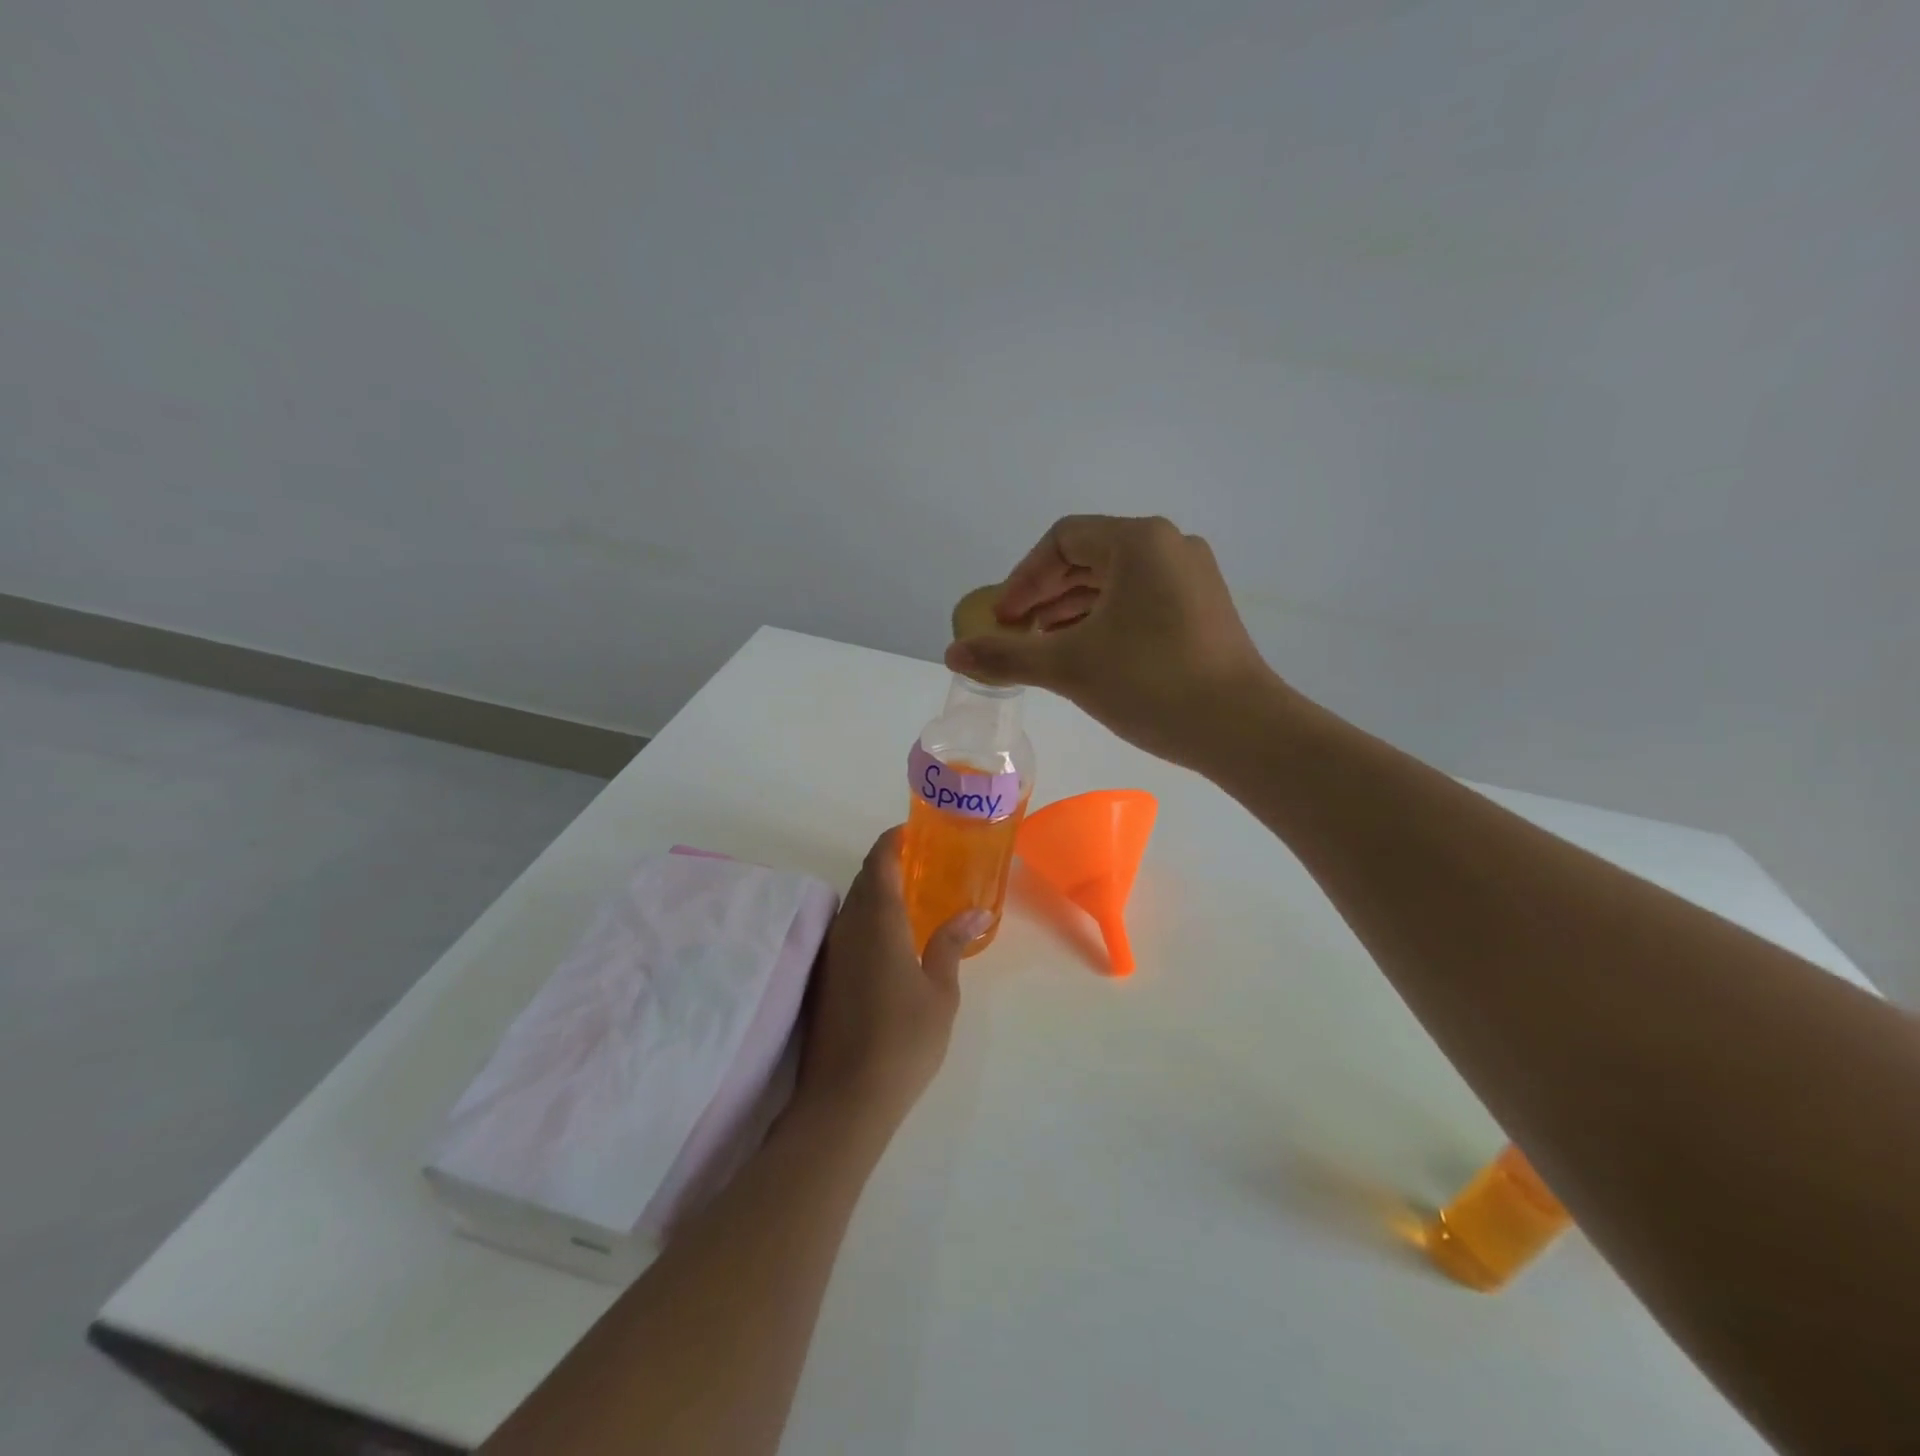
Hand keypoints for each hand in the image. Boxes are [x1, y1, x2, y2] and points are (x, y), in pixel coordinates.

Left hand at [796, 828, 984, 1130]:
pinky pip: (846, 931)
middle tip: (923, 866)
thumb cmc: (903, 1040)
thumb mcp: (940, 992)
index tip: (913, 831)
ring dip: (876, 894)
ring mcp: (830, 953)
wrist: (845, 1099)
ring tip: (911, 901)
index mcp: (878, 920)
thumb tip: (975, 912)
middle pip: (864, 880)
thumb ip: (951, 945)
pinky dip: (867, 921)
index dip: (893, 840)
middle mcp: (848, 927)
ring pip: (852, 906)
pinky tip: (889, 943)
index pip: (880, 861)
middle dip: (888, 865)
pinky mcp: (823, 978)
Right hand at [946, 514, 1280, 768]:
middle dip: (1045, 595)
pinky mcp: (1204, 610)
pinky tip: (1088, 655)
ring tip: (1045, 649)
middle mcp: (1170, 546)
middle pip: (1089, 557)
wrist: (1241, 729)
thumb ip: (1006, 655)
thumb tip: (952, 653)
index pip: (1063, 539)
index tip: (1003, 618)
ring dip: (1072, 610)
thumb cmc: (1150, 683)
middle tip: (1017, 634)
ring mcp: (1193, 578)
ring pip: (1115, 582)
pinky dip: (1105, 621)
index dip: (1024, 577)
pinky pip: (1140, 601)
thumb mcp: (1069, 667)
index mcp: (1138, 541)